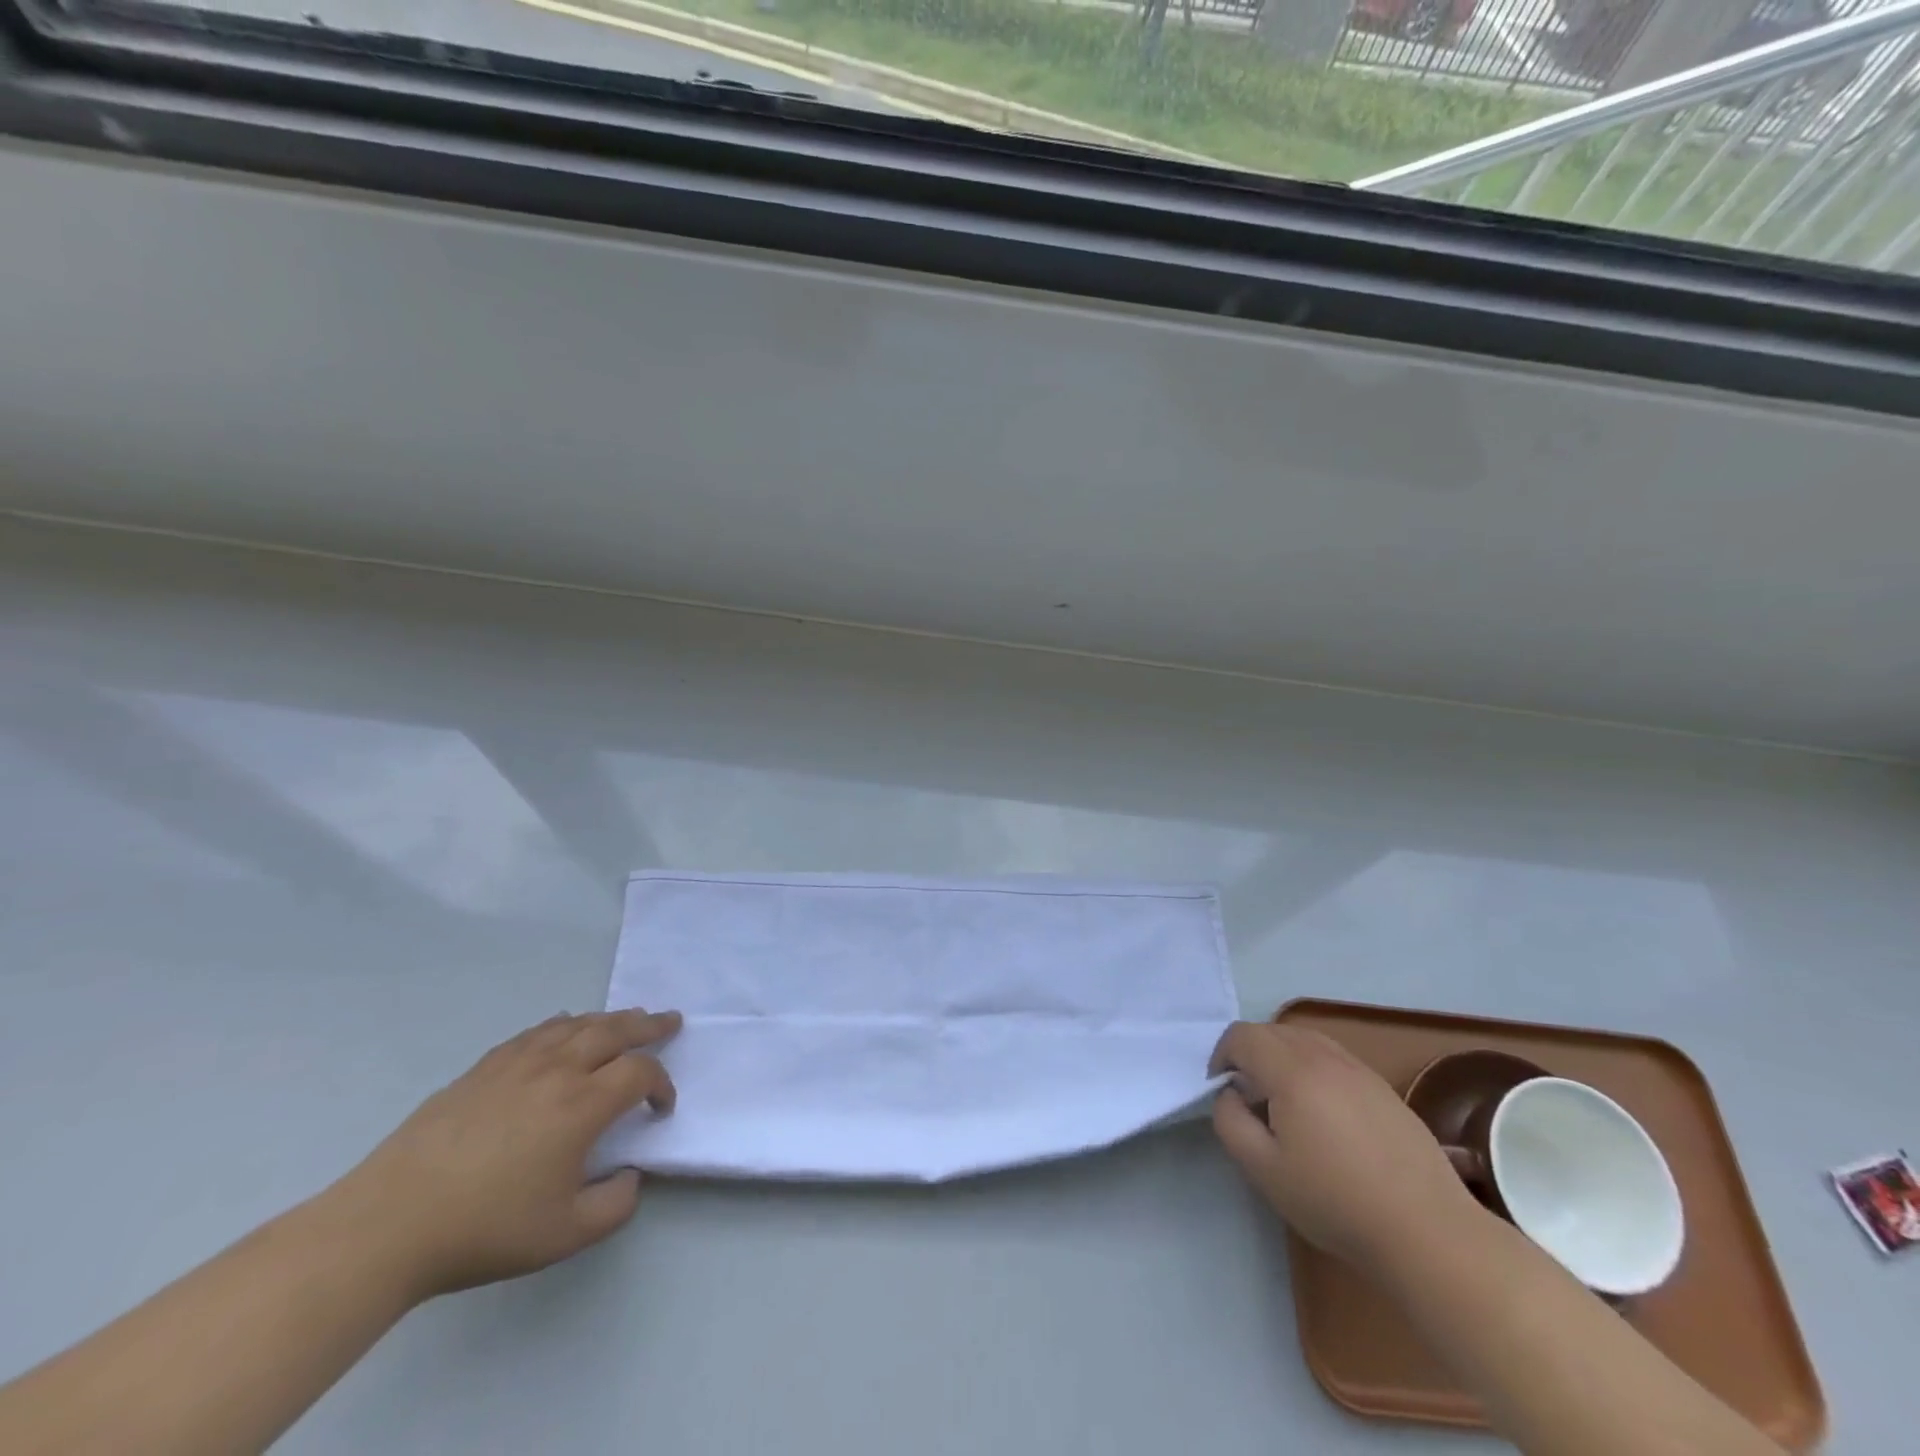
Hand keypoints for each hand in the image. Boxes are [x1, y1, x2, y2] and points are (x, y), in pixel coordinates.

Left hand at [329, 1009, 681, 1299]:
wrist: (390, 1224)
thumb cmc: (485, 1229)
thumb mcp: (565, 1234)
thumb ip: (616, 1205)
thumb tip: (631, 1176)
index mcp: (584, 1105)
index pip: (641, 1073)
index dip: (662, 1084)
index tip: (661, 1108)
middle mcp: (558, 1070)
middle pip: (615, 1030)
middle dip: (648, 1025)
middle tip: (670, 1021)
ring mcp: (518, 1063)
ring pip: (577, 1024)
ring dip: (610, 1018)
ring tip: (628, 1018)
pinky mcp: (483, 1068)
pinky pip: (536, 1032)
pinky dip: (562, 1024)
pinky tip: (564, 1027)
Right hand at [1210, 1022, 1482, 1269]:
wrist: (1428, 1232)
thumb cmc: (1336, 1201)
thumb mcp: (1263, 1170)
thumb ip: (1230, 1122)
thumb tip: (1230, 1094)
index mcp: (1291, 1071)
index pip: (1242, 1036)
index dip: (1222, 1057)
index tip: (1223, 1092)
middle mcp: (1325, 1057)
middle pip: (1272, 1031)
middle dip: (1250, 1055)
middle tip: (1250, 1099)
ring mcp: (1360, 1070)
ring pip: (1305, 1040)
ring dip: (1282, 1059)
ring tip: (1285, 1104)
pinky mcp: (1384, 1088)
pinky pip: (1334, 1058)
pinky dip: (1313, 1069)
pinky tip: (1324, 1116)